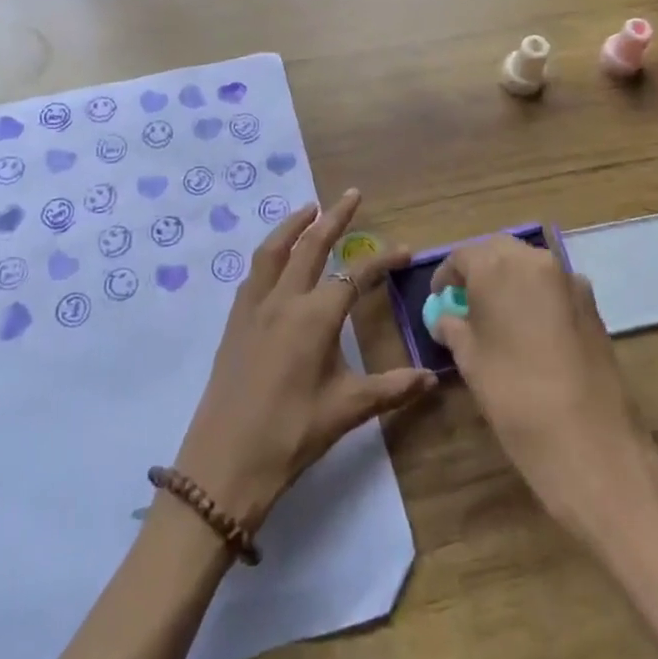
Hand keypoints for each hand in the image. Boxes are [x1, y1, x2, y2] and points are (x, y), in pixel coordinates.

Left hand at [173, 190, 435, 531]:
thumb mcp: (347, 409)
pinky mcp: (234, 322)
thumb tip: (432, 377)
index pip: (355, 276)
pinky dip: (270, 254)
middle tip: (351, 195)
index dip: (382, 261)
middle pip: (311, 245)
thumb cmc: (291, 433)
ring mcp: (253, 308)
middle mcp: (283, 300)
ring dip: (293, 225)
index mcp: (315, 316)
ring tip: (310, 209)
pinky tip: (276, 260)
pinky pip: (254, 273)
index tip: (404, 250)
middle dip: (334, 218)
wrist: (224, 463)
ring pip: (274, 251)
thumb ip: (392, 388)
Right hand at [431, 236, 657, 524]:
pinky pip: (554, 287)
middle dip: (479, 270)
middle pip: (499, 251)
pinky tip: (531, 333)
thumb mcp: (470, 360)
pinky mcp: (593, 305)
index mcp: (498, 266)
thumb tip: (446, 318)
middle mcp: (536, 260)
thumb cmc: (514, 395)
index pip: (462, 255)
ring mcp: (570, 281)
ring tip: (497, 318)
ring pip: (530, 266)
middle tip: (466, 302)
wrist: (590, 442)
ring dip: (510, 281)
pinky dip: (537, 297)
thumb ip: (454, 328)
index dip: (446, 276)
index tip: (439, 299)